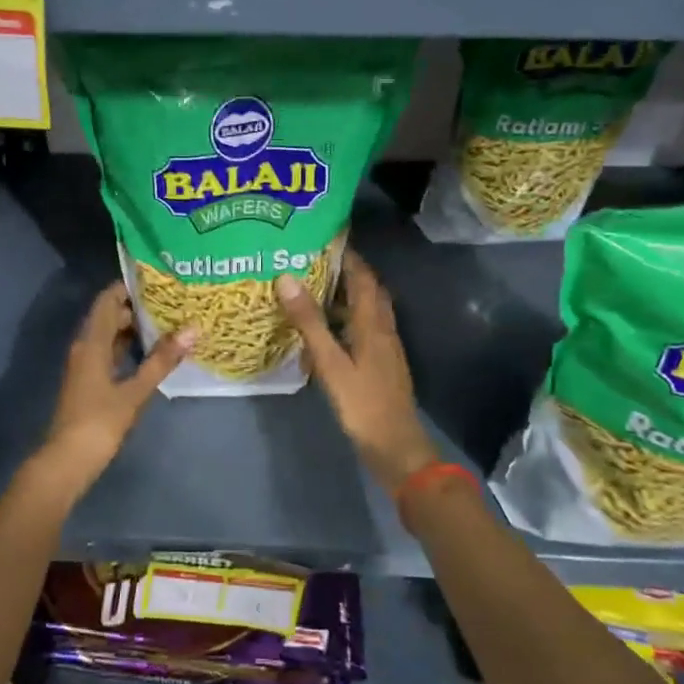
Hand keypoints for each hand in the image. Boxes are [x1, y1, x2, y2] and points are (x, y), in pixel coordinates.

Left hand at [31, 282, 192, 501]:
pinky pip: (108, 352)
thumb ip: (162, 360)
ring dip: (133, 328)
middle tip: (171, 301)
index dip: (128, 286)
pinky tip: (150, 352)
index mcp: (91, 342)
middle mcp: (85, 347)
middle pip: (108, 315)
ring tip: (167, 321)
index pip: (107, 300)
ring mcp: (85, 365)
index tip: (156, 279)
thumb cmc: (99, 422)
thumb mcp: (135, 391)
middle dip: (136, 306)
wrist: (67, 461)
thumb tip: (192, 329)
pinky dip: (127, 347)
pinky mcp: (89, 381)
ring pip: (108, 335)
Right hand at [277, 251, 439, 498]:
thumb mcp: (330, 362)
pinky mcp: (380, 363)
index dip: (347, 254)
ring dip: (344, 296)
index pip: (362, 276)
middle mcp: (382, 328)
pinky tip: (325, 329)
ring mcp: (384, 347)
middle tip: (312, 260)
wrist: (395, 446)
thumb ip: (309, 322)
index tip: (323, 237)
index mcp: (372, 322)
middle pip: (367, 290)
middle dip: (345, 271)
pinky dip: (345, 319)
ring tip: (312, 288)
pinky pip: (362, 329)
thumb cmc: (362, 403)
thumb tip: (287, 278)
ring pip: (365, 310)